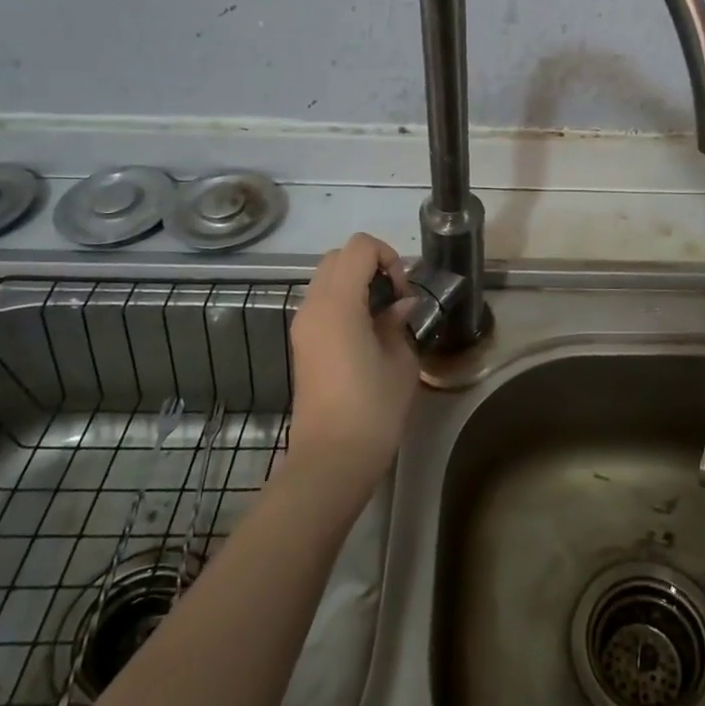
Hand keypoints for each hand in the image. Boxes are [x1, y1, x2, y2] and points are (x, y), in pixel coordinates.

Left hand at [287, 233, 421, 485]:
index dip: (388, 257)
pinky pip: (322, 303)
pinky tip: (368, 333)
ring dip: (356, 283)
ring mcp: (302, 325)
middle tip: (395, 298)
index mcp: (338, 304)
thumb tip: (400, 305)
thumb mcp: (400, 360)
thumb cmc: (373, 408)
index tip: (402, 292)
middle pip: (339, 256)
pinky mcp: (301, 343)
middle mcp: (313, 306)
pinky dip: (345, 301)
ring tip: (383, 316)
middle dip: (371, 265)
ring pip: (327, 278)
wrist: (331, 458)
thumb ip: (398, 322)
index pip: (360, 247)